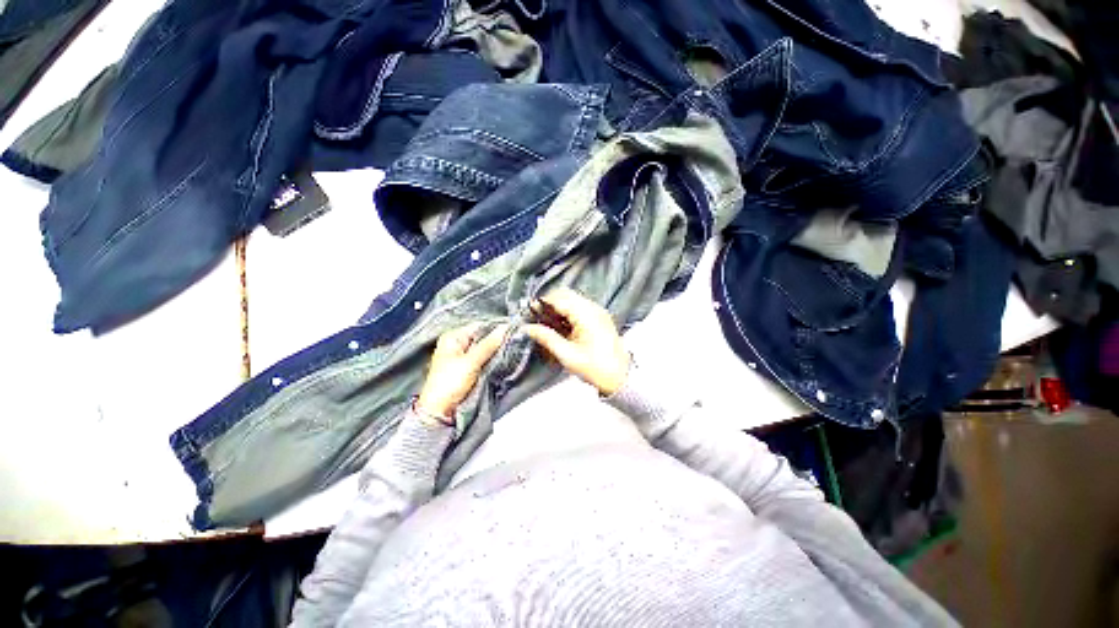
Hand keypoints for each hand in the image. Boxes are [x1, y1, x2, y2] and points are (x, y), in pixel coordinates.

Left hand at [417, 323, 507, 420]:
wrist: (440, 411)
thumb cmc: (449, 384)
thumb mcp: (470, 362)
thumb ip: (488, 345)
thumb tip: (505, 328)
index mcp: (453, 337)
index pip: (480, 326)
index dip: (496, 328)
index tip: (514, 330)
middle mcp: (458, 344)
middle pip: (483, 337)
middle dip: (498, 340)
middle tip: (515, 340)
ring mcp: (464, 356)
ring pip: (486, 348)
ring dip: (497, 350)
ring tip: (513, 349)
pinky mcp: (469, 368)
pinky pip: (485, 358)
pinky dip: (494, 358)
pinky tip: (504, 358)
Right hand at [524, 287, 629, 395]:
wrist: (620, 378)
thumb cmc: (595, 368)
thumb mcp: (567, 355)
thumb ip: (546, 338)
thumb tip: (528, 328)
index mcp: (587, 315)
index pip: (560, 298)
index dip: (542, 302)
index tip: (530, 311)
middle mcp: (594, 308)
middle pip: (566, 295)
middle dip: (549, 303)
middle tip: (537, 317)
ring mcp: (598, 312)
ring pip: (573, 299)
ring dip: (558, 307)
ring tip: (546, 322)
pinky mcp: (600, 318)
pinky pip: (580, 307)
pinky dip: (568, 312)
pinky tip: (560, 326)